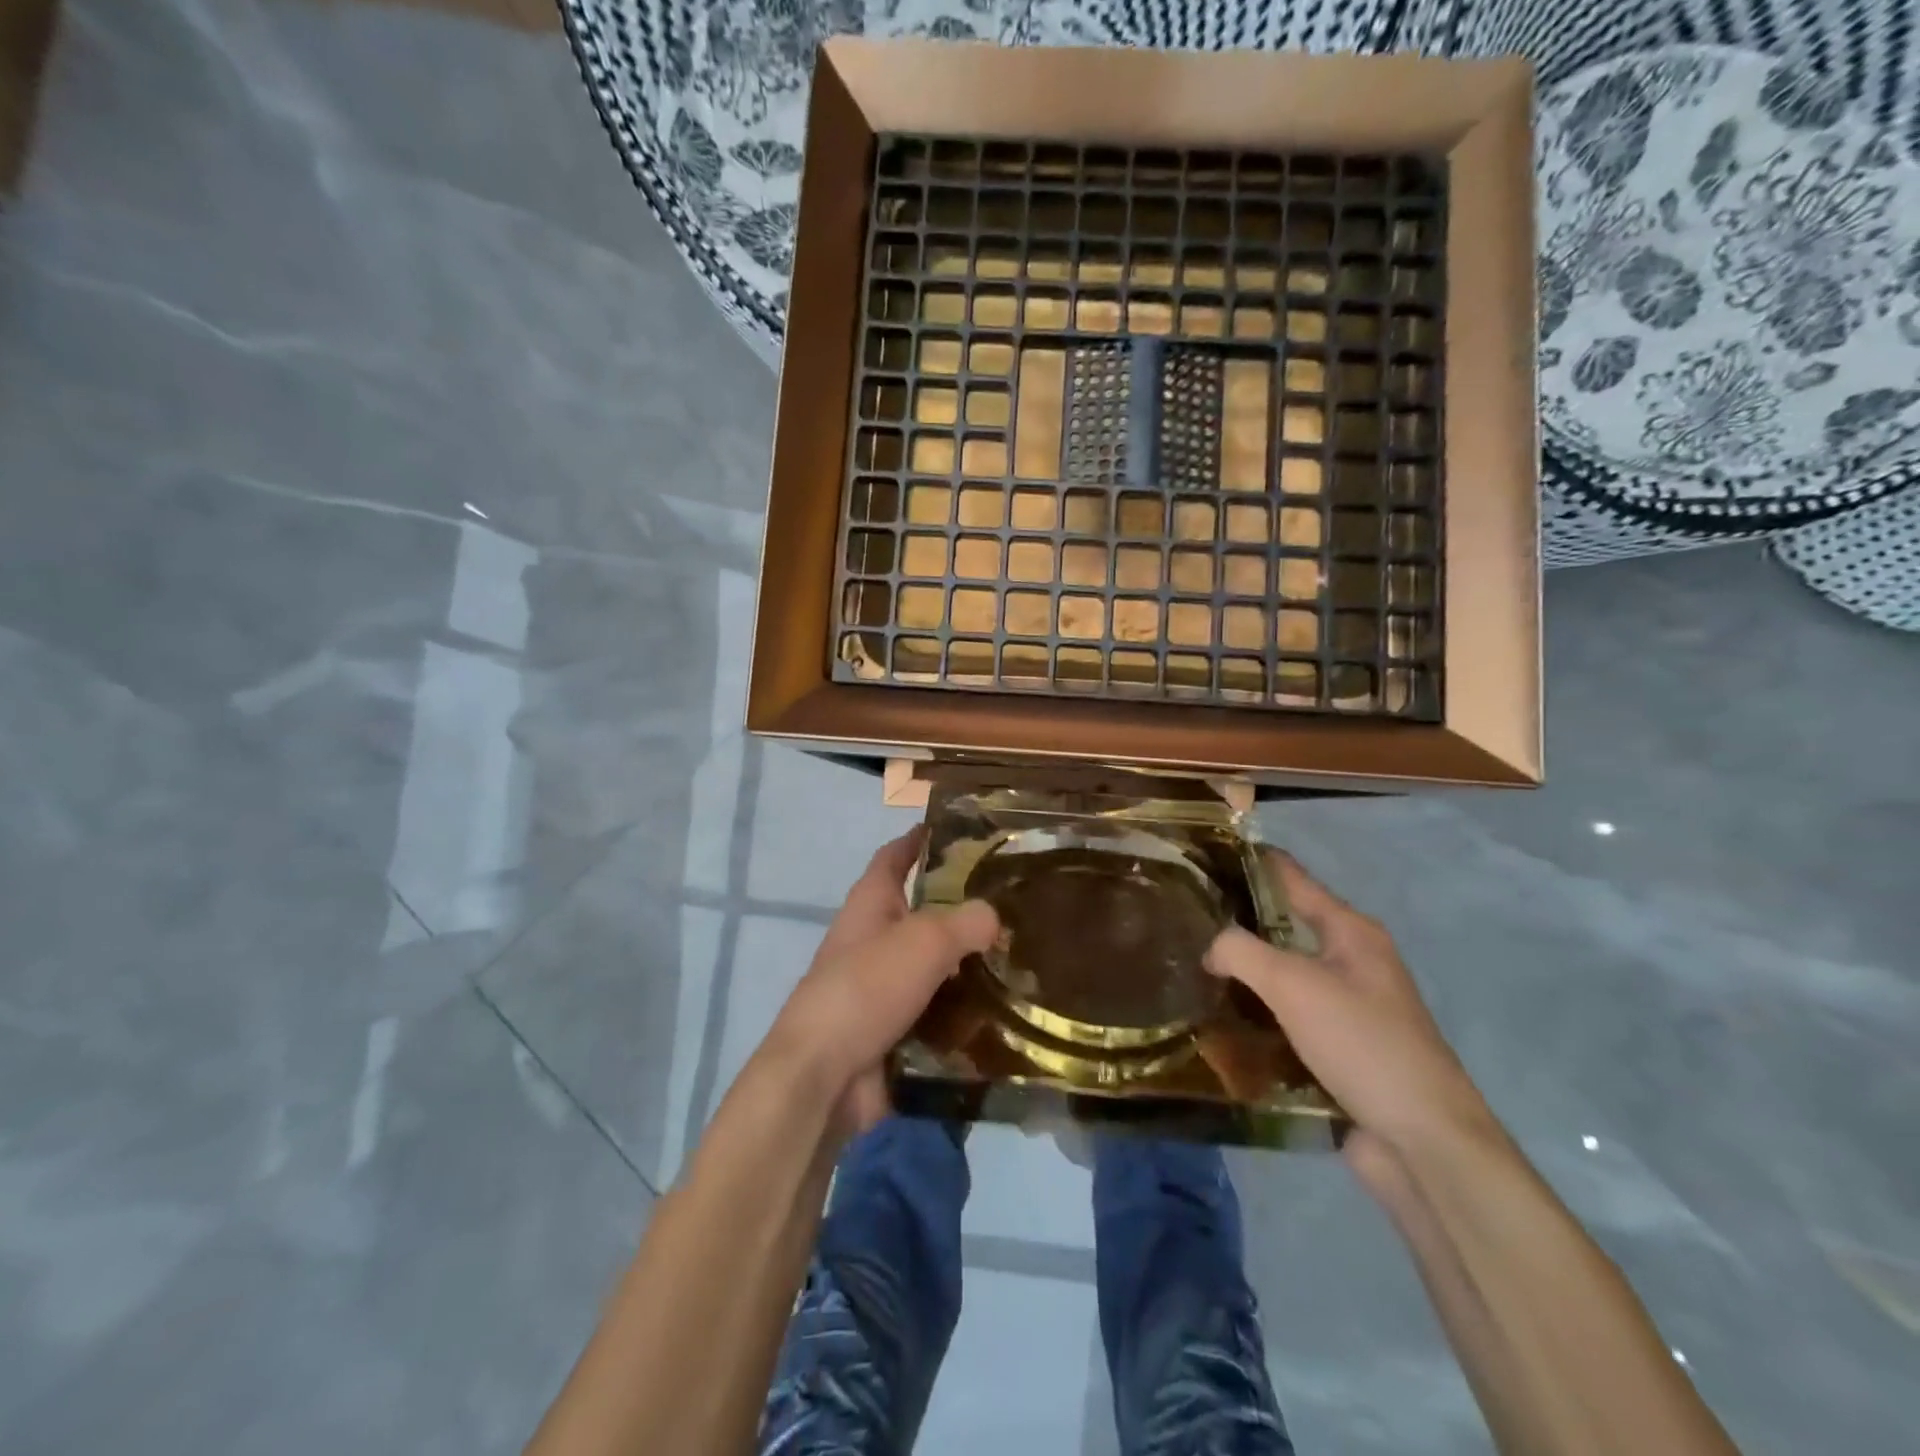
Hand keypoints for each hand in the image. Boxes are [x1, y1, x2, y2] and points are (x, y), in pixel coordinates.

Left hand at [767, 827, 998, 1138]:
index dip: (919, 838)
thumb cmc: (867, 988)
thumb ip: (966, 921)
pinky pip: (942, 1012)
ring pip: (939, 966)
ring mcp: (885, 988)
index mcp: (871, 904)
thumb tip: (994, 917)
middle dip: (965, 908)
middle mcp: (876, 940)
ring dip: (975, 965)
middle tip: (1018, 904)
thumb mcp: (924, 940)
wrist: (825, 1076)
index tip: (957, 829)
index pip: (894, 857)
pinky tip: (1011, 1010)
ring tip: (1027, 958)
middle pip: (924, 913)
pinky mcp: (898, 1030)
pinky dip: (970, 1011)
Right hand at [1204, 851, 1495, 1158]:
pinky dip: (1257, 1014)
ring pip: (1283, 975)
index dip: (1252, 862)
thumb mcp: (1293, 984)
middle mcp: (1352, 962)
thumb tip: (1210, 948)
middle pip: (1285, 927)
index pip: (1293, 879)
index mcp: (1350, 932)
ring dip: (1245, 973)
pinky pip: (1287, 1017)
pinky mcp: (1339, 1048)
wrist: (1423, 1142)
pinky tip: (1220, 1019)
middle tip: (1184, 917)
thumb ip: (1241, 951)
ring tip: (1190, 966)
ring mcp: (1348, 1007)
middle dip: (1238, 922)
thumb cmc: (1362, 1043)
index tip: (1205, 853)